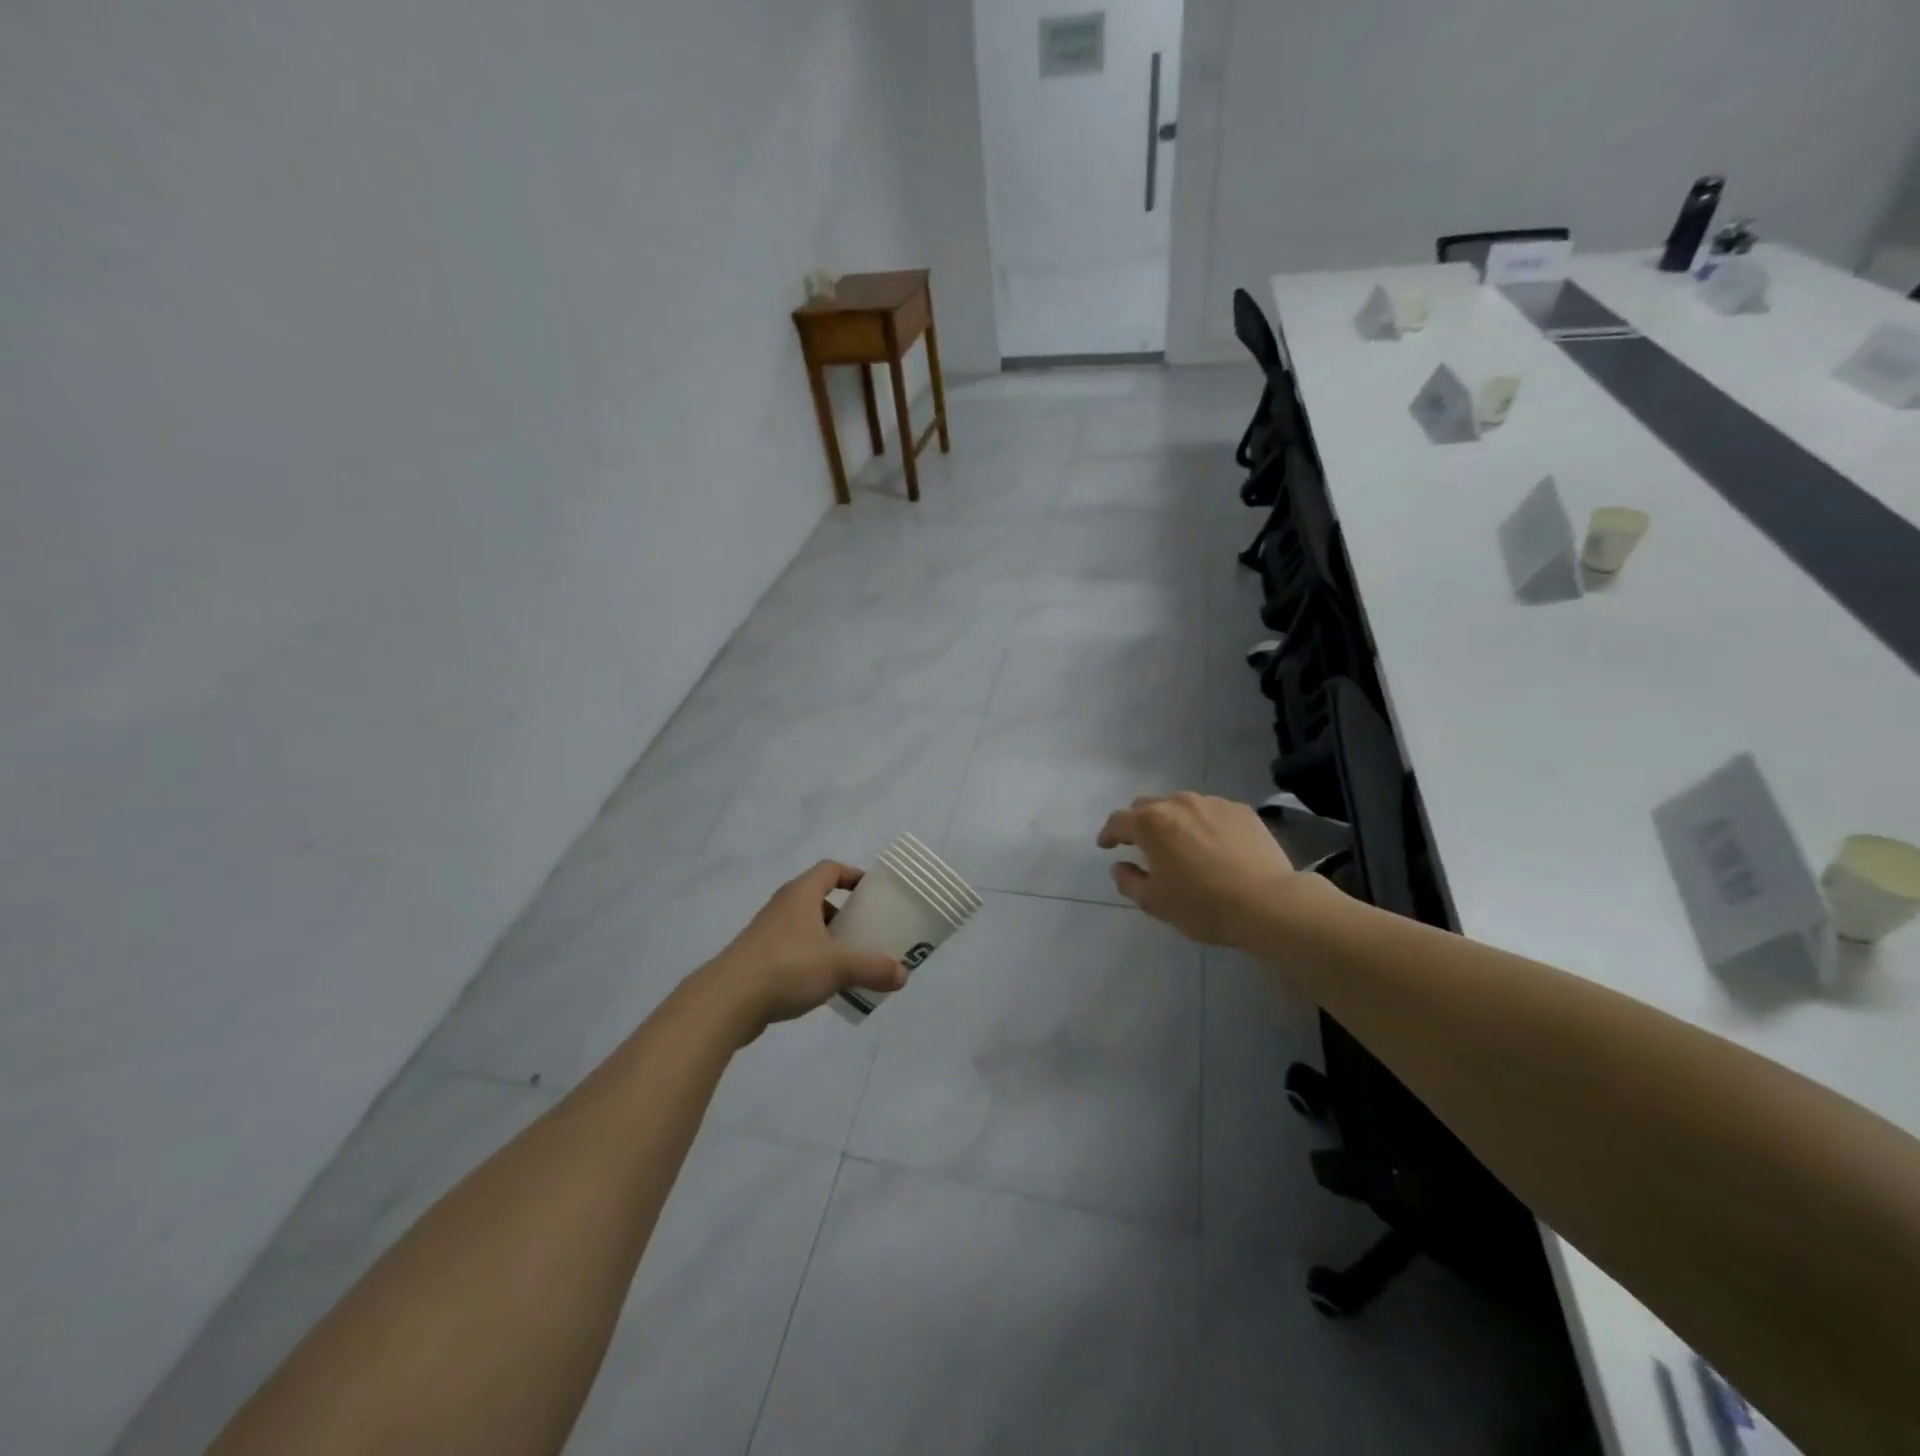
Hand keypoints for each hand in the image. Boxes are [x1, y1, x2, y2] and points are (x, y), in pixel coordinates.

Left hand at [696, 861, 905, 1040]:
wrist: (726, 1001)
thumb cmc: (786, 968)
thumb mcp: (838, 967)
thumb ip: (873, 969)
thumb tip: (904, 975)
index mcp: (801, 894)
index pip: (830, 869)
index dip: (852, 875)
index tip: (872, 893)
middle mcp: (783, 906)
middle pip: (818, 898)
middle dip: (844, 912)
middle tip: (866, 930)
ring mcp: (766, 932)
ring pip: (804, 926)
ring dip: (827, 938)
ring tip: (849, 960)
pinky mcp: (756, 958)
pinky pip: (792, 949)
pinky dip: (810, 958)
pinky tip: (822, 983)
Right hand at [1097, 792, 1308, 948]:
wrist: (1268, 903)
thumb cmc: (1203, 905)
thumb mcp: (1155, 903)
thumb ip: (1129, 881)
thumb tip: (1120, 866)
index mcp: (1151, 823)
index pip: (1118, 821)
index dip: (1108, 833)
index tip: (1106, 845)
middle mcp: (1178, 803)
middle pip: (1148, 805)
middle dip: (1138, 822)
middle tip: (1141, 844)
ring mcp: (1212, 803)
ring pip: (1181, 805)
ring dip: (1172, 821)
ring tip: (1179, 843)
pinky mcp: (1241, 810)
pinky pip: (1211, 812)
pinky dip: (1202, 824)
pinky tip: (1212, 845)